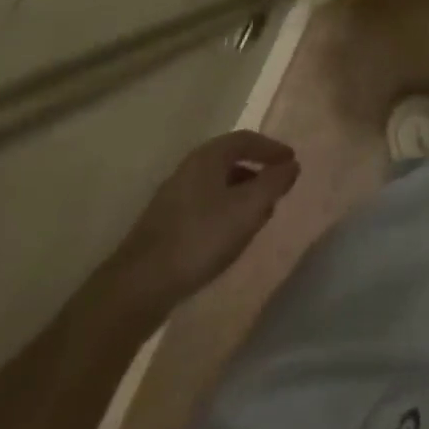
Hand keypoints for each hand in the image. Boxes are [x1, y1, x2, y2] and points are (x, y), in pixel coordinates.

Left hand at [97, 130, 299, 325]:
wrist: (137, 288)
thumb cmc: (200, 237)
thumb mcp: (249, 208)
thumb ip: (274, 182)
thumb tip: (291, 165)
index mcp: (208, 157)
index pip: (246, 139)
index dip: (272, 149)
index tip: (291, 162)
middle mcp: (188, 170)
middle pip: (230, 162)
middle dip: (256, 173)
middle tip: (275, 190)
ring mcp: (171, 199)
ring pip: (216, 187)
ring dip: (240, 196)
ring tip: (256, 217)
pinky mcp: (162, 227)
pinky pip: (203, 208)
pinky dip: (223, 214)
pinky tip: (228, 238)